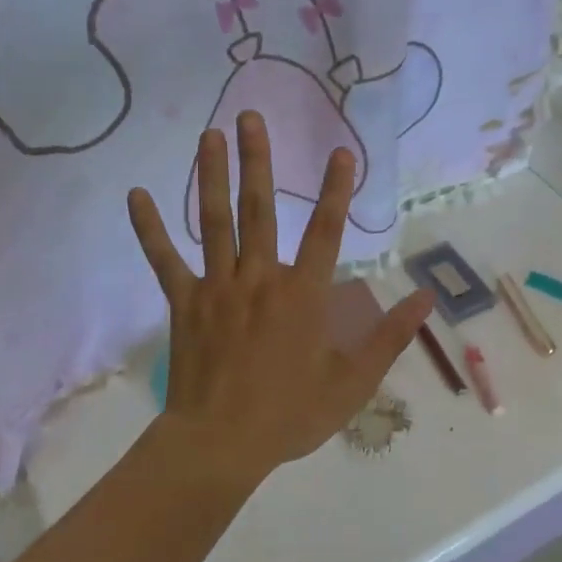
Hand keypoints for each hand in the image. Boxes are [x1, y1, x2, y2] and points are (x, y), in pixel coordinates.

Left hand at [127, 112, 433, 489]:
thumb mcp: (354, 382)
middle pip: (260, 209)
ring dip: (211, 176)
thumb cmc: (291, 414)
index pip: (327, 231)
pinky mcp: (184, 303)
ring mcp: (217, 287)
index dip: (337, 189)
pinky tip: (136, 195)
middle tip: (249, 117)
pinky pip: (164, 260)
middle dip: (258, 160)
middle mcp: (260, 278)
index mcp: (304, 295)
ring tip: (209, 136)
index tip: (341, 151)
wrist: (221, 445)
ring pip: (214, 222)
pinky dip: (150, 229)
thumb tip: (425, 298)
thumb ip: (390, 336)